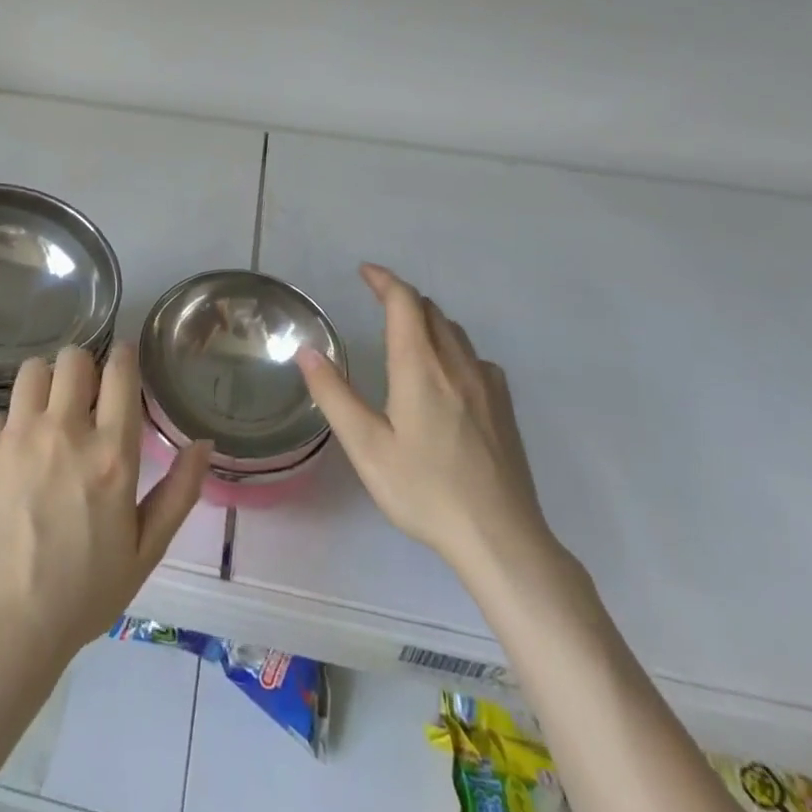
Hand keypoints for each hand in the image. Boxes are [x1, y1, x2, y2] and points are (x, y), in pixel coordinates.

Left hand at [0, 343, 210, 665]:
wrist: (5, 627)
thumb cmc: (84, 592)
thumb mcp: (146, 549)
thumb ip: (179, 491)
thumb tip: (204, 443)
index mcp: (110, 453)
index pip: (120, 371)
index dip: (124, 356)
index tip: (123, 360)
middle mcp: (63, 431)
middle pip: (73, 358)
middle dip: (82, 368)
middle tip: (82, 395)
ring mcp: (16, 436)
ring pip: (32, 371)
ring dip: (45, 385)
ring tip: (46, 416)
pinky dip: (10, 427)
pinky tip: (12, 462)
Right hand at [298, 264, 556, 589]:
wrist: (501, 539)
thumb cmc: (425, 490)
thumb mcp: (366, 446)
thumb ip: (334, 395)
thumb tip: (307, 351)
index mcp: (420, 367)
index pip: (404, 302)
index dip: (384, 280)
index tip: (365, 272)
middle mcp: (456, 366)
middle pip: (431, 311)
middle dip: (403, 298)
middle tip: (377, 301)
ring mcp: (487, 386)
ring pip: (456, 333)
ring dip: (428, 320)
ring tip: (407, 331)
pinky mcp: (504, 409)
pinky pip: (476, 358)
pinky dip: (453, 348)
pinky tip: (448, 374)